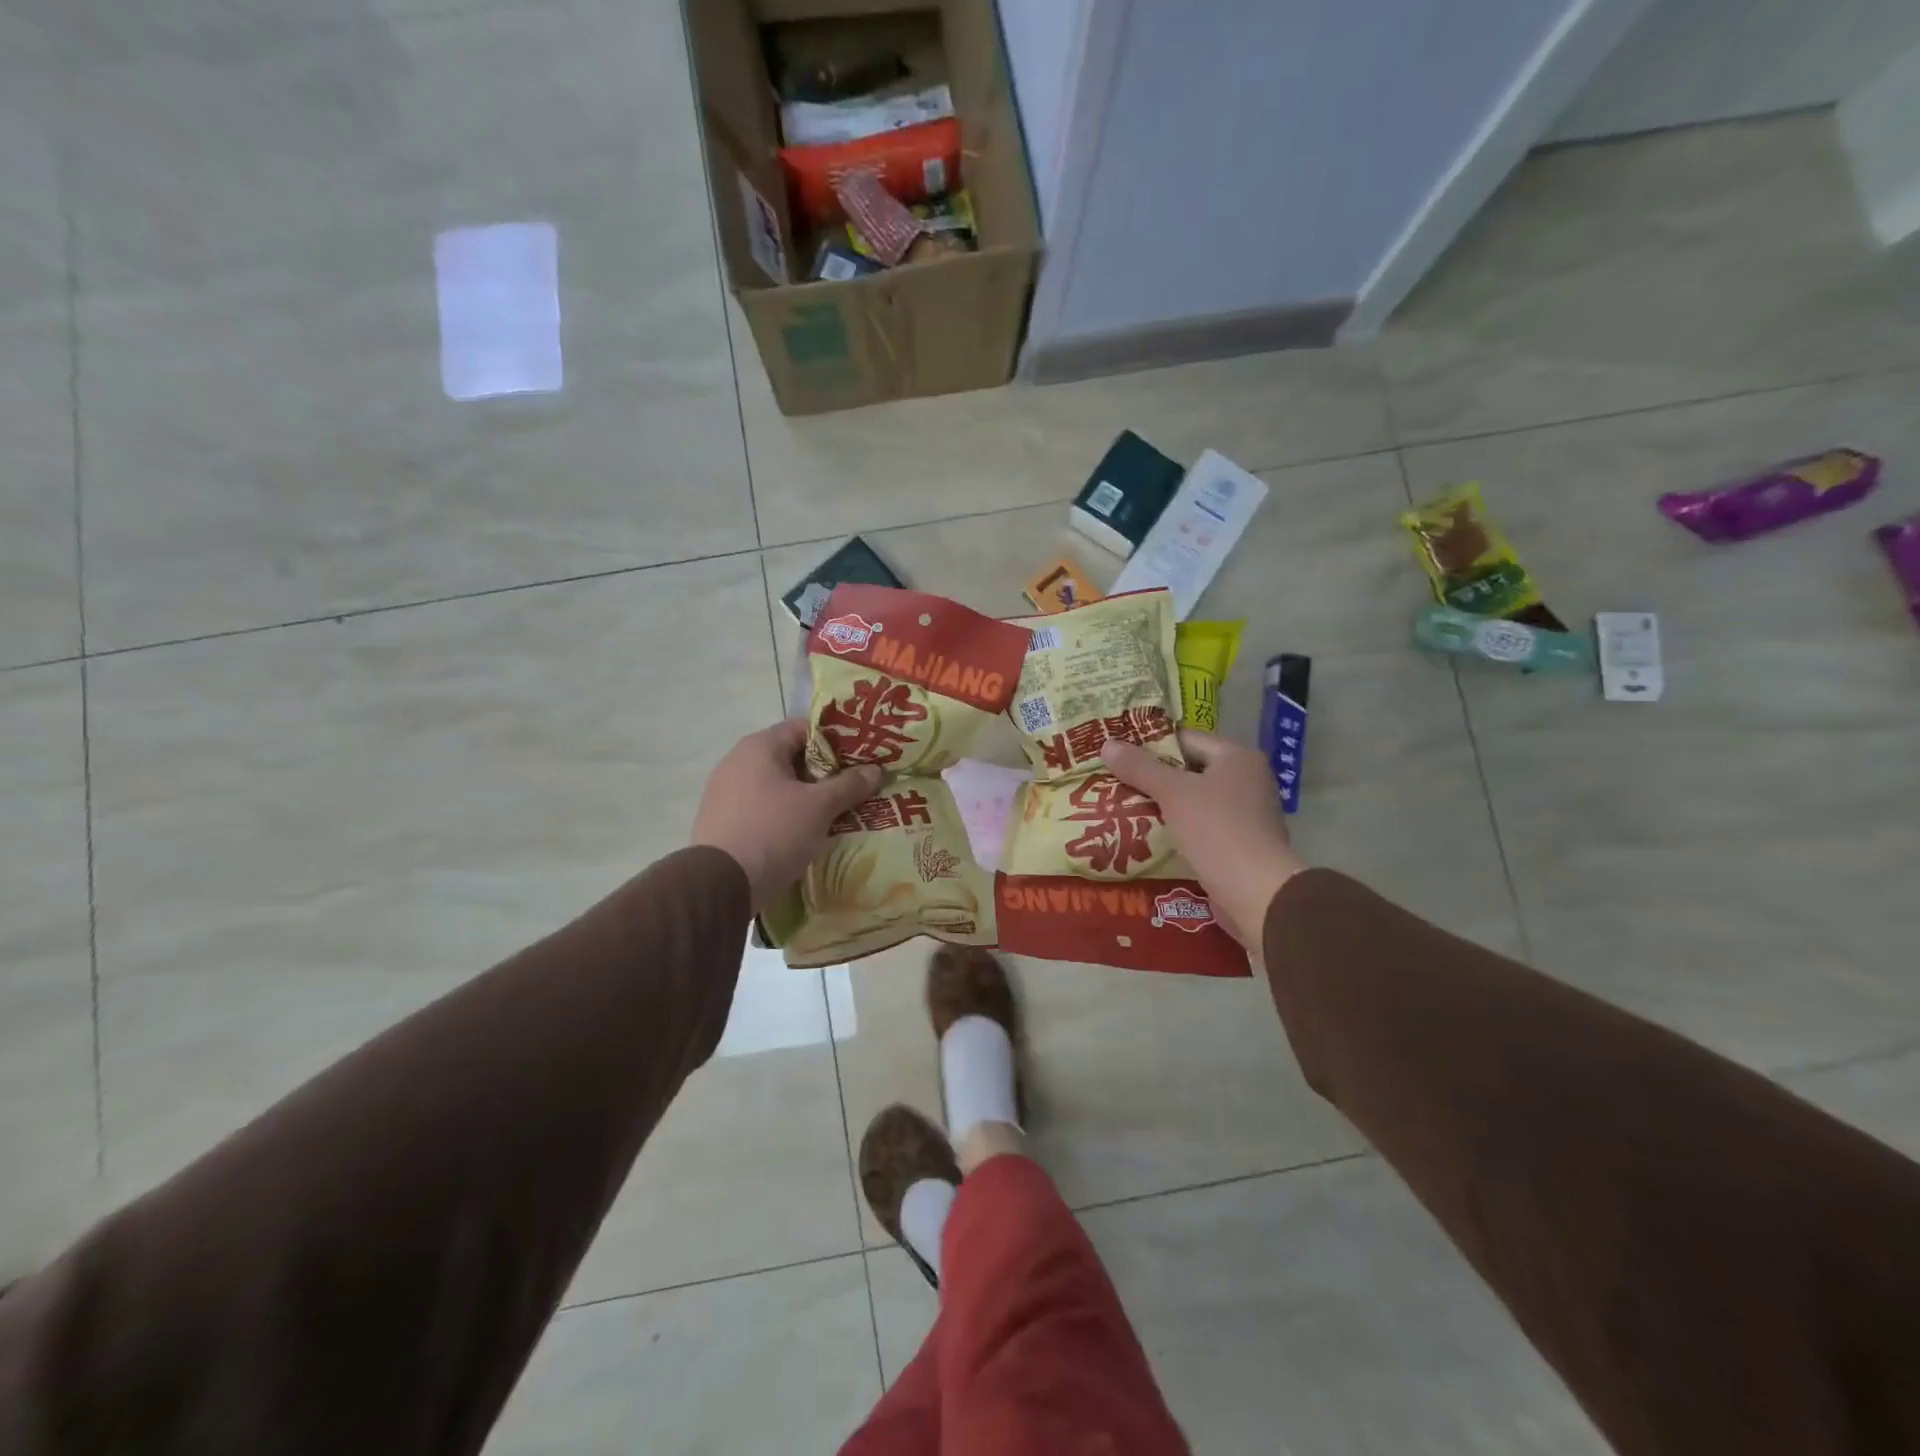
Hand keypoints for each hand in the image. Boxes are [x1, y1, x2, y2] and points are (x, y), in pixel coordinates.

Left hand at [692, 720, 883, 912]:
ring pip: (778, 787)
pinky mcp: (724, 821)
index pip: (805, 728)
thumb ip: (848, 785)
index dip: (836, 740)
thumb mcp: (819, 807)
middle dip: (825, 773)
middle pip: (792, 758)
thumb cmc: (773, 832)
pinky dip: (787, 815)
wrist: (719, 885)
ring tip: (838, 812)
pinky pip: (764, 809)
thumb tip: (874, 770)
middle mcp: (738, 762)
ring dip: (807, 797)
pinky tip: (807, 833)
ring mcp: (726, 792)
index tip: (861, 757)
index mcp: (760, 747)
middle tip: (856, 786)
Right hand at [1102, 729, 1306, 945]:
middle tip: (1113, 780)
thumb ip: (1140, 768)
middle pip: (1189, 770)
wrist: (1256, 893)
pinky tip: (1146, 836)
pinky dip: (1175, 828)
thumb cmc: (1217, 830)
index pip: (1186, 739)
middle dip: (1152, 777)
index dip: (1150, 744)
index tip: (1118, 753)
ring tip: (1121, 807)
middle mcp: (1246, 780)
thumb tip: (1107, 744)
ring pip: (1192, 800)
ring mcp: (1245, 814)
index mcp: (1237, 757)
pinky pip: (1199, 827)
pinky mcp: (1238, 844)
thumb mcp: (1173, 793)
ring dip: (1161, 805)